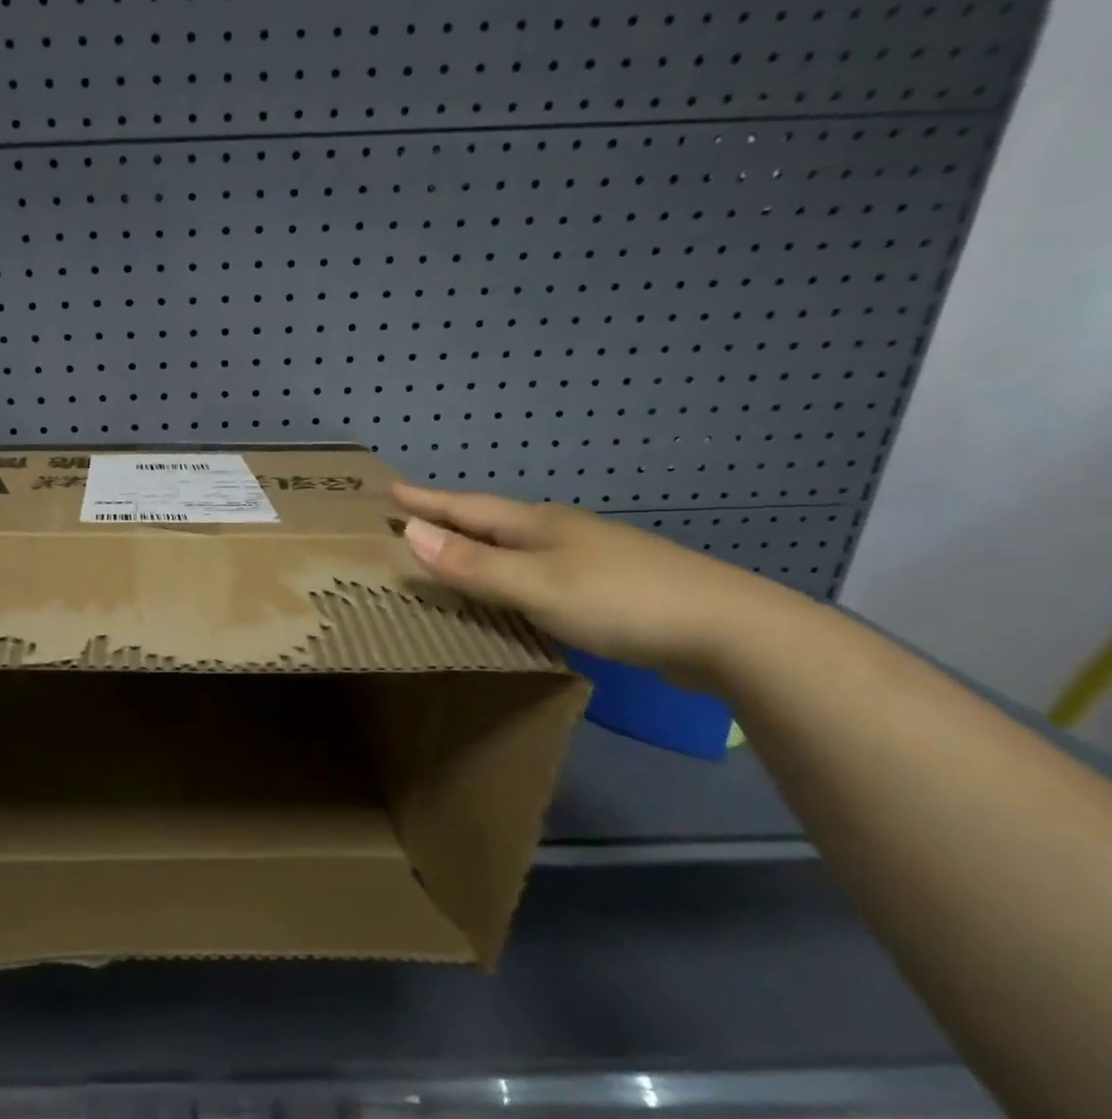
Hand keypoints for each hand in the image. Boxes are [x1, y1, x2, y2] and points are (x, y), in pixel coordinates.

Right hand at [392, 483, 793, 685]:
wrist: (728, 629)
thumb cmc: (619, 600)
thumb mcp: (535, 585)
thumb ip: (473, 565)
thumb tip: (409, 532)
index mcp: (538, 525)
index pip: (467, 507)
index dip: (427, 500)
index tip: (389, 489)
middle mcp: (560, 532)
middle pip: (492, 521)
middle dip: (450, 518)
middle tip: (412, 519)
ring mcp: (590, 557)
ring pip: (519, 546)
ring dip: (481, 547)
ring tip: (453, 553)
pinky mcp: (611, 587)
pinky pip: (541, 572)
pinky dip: (512, 576)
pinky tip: (515, 592)